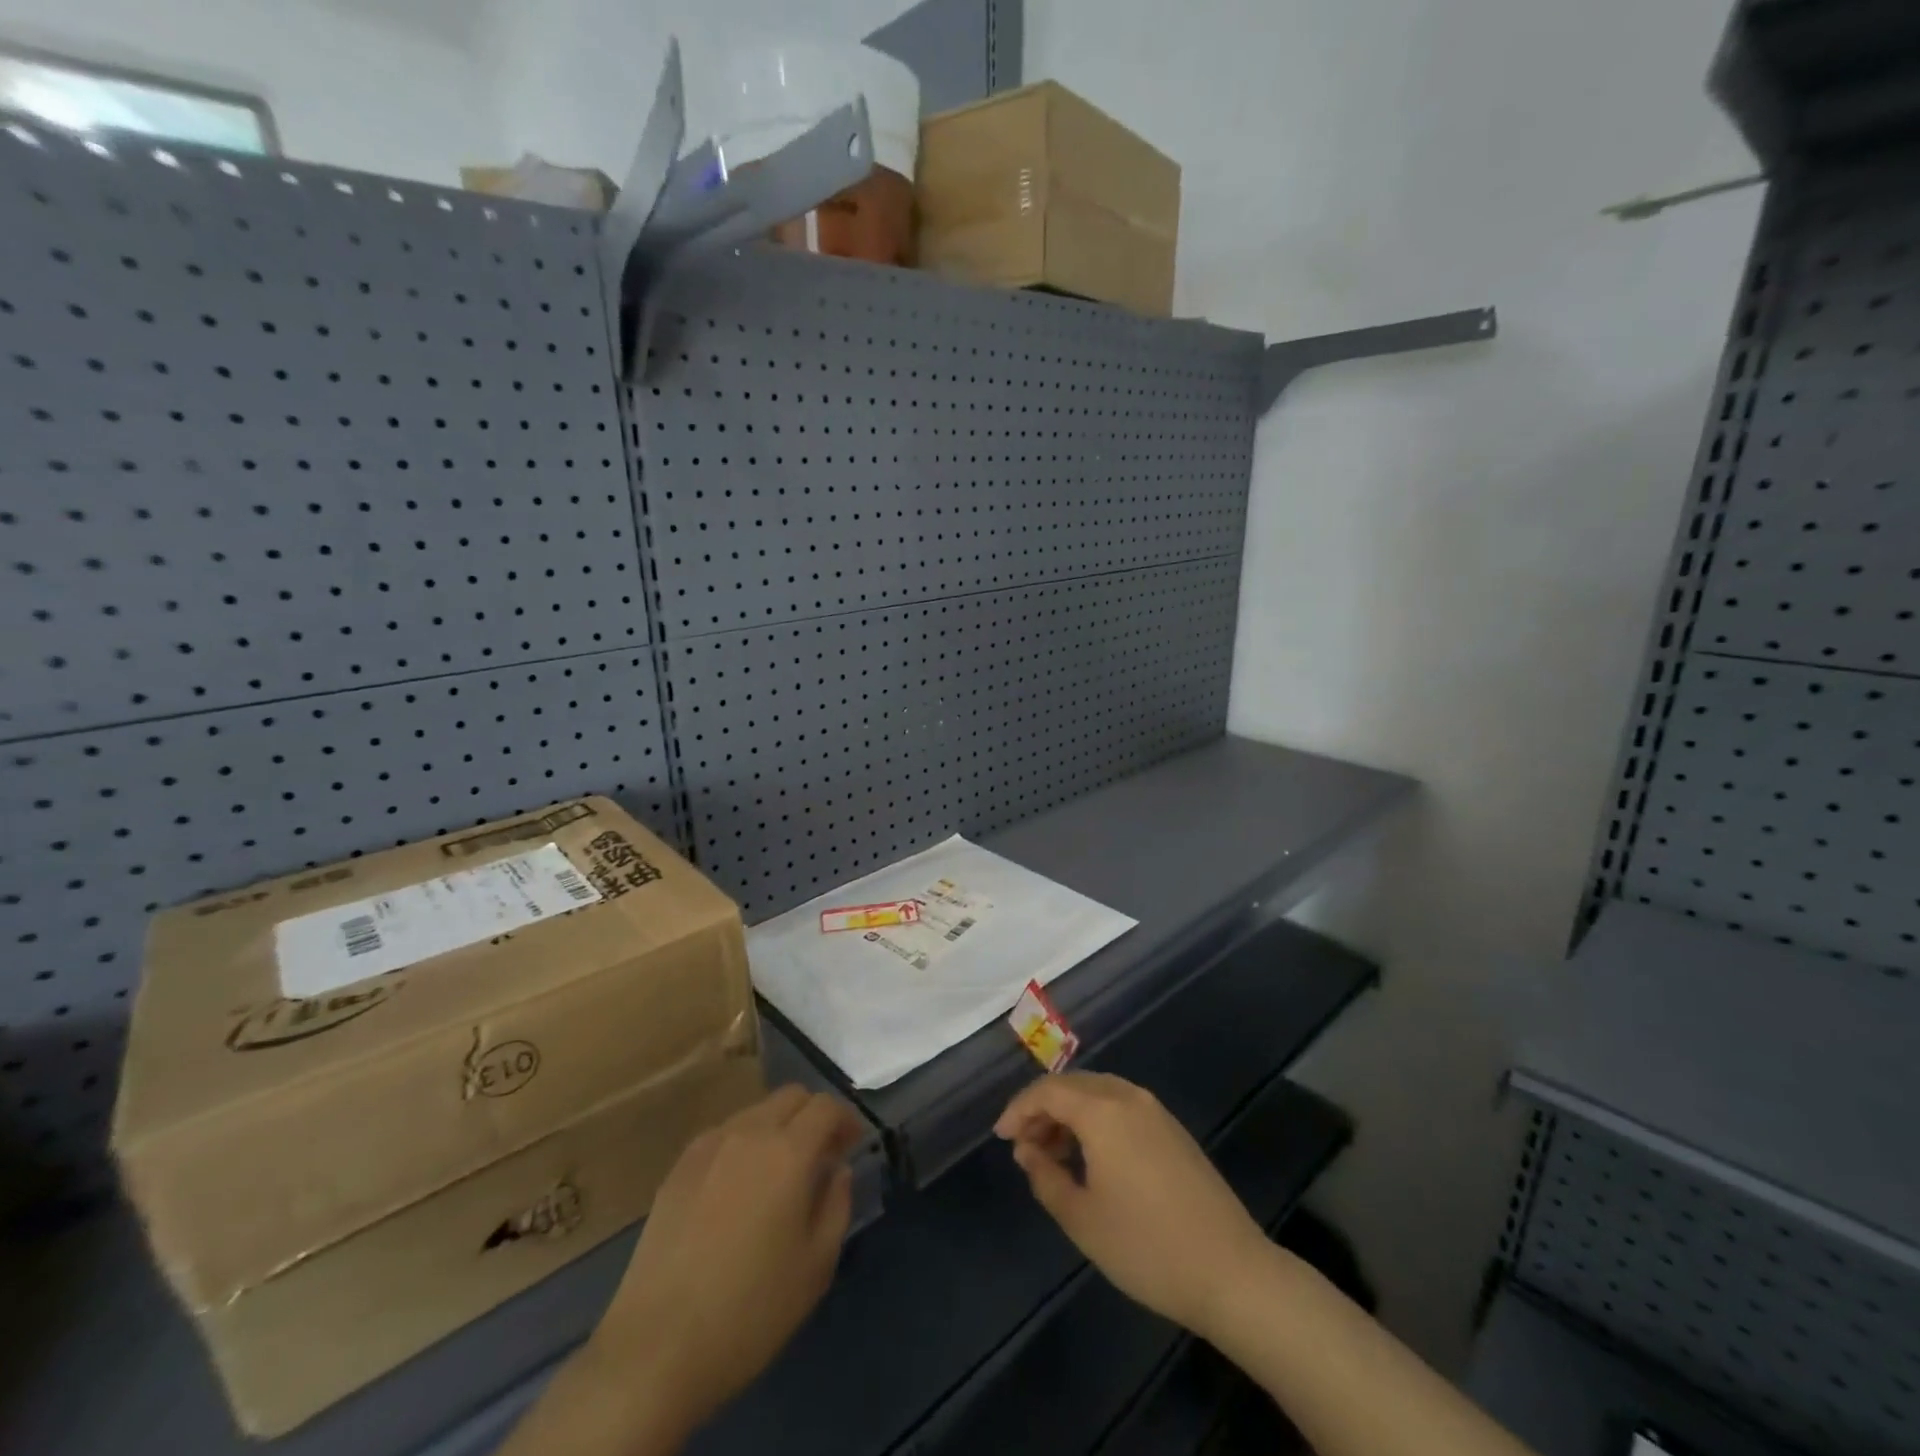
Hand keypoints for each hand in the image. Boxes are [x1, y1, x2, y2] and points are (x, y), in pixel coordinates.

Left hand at [595, 1085, 865, 1435]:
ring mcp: (708, 1146)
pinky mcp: (678, 1168)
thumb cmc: (750, 1311)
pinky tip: (739, 1189)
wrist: (656, 1348)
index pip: (825, 1107)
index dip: (845, 1120)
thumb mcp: (816, 1266)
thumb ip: (837, 1205)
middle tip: (821, 1155)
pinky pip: (724, 1135)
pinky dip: (744, 1144)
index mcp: (788, 1152)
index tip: (852, 1146)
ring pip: (755, 1112)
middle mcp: (749, 1133)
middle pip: (790, 1097)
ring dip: (778, 1127)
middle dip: (813, 1115)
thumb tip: (838, 1170)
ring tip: (779, 1173)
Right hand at [995, 1072, 1268, 1337]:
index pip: (1047, 1091)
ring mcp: (1155, 1111)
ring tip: (1054, 1155)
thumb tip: (1027, 1150)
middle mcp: (1127, 1096)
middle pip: (1073, 1085)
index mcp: (1102, 1110)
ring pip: (1098, 1093)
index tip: (1001, 1138)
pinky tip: (1092, 1158)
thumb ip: (1045, 1177)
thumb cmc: (1146, 1247)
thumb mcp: (1082, 1219)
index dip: (1018, 1109)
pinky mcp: (1173, 1130)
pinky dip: (1096, 1120)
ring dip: (1070, 1114)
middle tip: (1024, 1147)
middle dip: (1043, 1109)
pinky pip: (1121, 1107)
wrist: (1232, 1271)